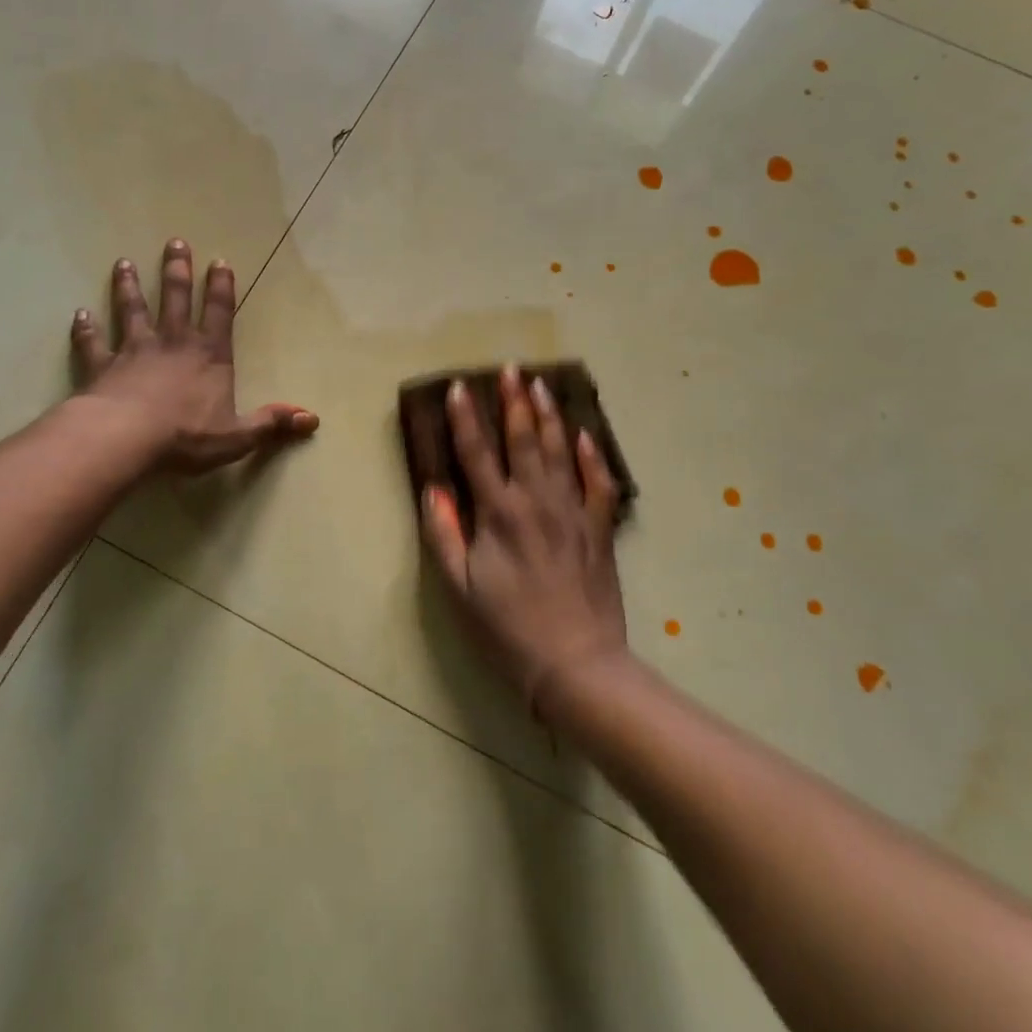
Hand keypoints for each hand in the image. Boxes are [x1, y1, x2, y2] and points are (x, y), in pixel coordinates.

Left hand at [71, 240, 317, 474]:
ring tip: (124, 263)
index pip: (219, 312)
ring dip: (129, 287)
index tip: (219, 261)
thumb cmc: (186, 436)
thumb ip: (271, 424)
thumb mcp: (238, 436)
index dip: (221, 287)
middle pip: (175, 298)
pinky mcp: (102, 365)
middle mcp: (173, 343)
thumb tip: (313, 419)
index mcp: (208, 355)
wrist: (126, 438)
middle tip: (174, 242)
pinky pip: (92, 342)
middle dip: (177, 270)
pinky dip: (86, 329)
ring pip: (132, 310)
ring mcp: (134, 350)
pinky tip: (80, 314)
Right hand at [421, 366, 627, 717]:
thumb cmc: (507, 628)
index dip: (465, 418)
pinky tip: (585, 434)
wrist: (575, 663)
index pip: (476, 453)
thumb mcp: (459, 587)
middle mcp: (536, 501)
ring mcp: (572, 512)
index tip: (458, 387)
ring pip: (561, 451)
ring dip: (549, 415)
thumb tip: (433, 489)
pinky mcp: (599, 529)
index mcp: (498, 513)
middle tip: (511, 368)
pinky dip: (591, 456)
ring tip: (541, 385)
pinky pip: (598, 482)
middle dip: (514, 401)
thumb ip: (442, 534)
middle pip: (523, 440)